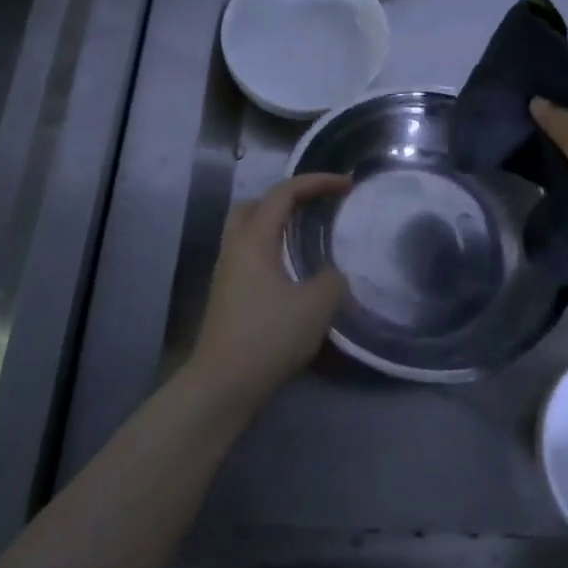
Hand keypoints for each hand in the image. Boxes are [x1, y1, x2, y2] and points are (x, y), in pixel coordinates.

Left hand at [186, 172, 351, 408]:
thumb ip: (332, 280)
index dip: (316, 182)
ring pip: (249, 231)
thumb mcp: (315, 306)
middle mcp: (235, 249)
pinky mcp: (228, 296)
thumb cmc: (268, 338)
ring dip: (278, 225)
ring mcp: (227, 273)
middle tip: (315, 206)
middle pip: (255, 205)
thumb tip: (331, 275)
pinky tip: (293, 272)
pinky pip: (250, 256)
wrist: (222, 386)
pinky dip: (273, 249)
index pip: (283, 193)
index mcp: (253, 240)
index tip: (346, 184)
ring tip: (308, 236)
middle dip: (287, 198)